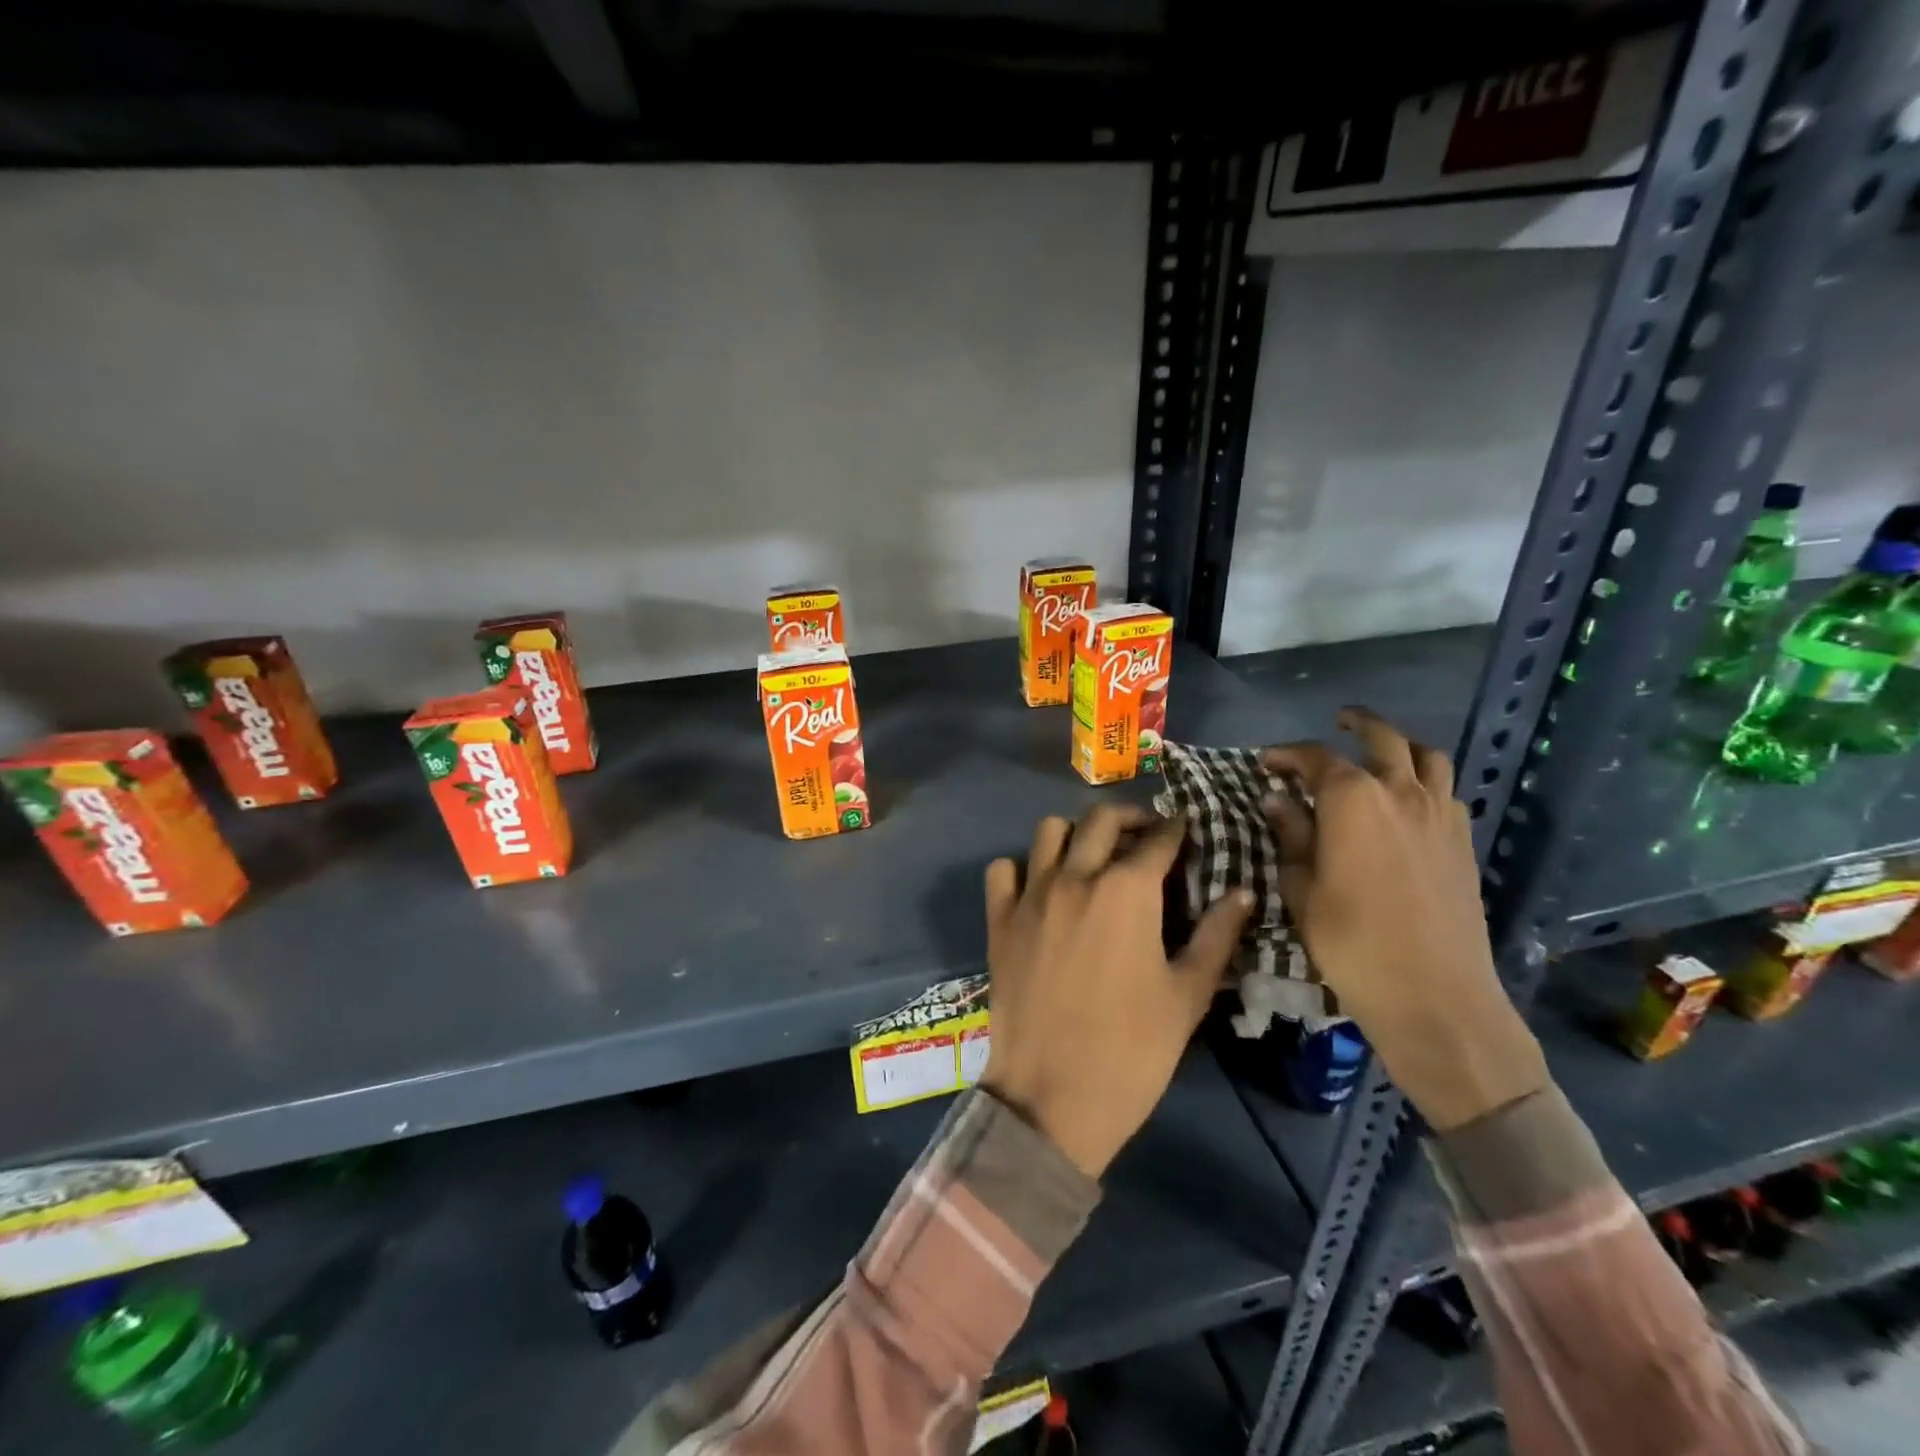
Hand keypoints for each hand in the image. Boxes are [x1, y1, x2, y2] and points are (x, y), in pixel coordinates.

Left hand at [982, 804, 1253, 1178]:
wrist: (1052, 1098)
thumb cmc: (1132, 1050)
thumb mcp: (1187, 995)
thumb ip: (1217, 936)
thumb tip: (1244, 892)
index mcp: (1127, 891)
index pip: (1159, 839)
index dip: (1177, 829)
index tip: (1187, 828)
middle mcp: (1075, 877)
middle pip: (1101, 820)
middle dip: (1130, 817)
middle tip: (1146, 836)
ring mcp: (1031, 895)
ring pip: (1049, 831)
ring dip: (1076, 833)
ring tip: (1094, 856)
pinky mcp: (999, 919)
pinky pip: (1004, 870)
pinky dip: (1023, 867)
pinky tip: (1041, 887)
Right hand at [1263, 708, 1547, 1132]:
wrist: (1435, 996)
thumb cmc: (1351, 942)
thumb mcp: (1302, 889)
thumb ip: (1291, 836)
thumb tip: (1277, 801)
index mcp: (1353, 800)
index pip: (1317, 758)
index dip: (1288, 754)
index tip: (1266, 762)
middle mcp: (1401, 793)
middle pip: (1383, 739)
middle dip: (1358, 724)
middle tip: (1338, 721)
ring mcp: (1441, 816)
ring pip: (1428, 757)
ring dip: (1401, 746)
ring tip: (1380, 753)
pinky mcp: (1464, 842)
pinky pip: (1447, 792)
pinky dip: (1425, 781)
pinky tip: (1407, 802)